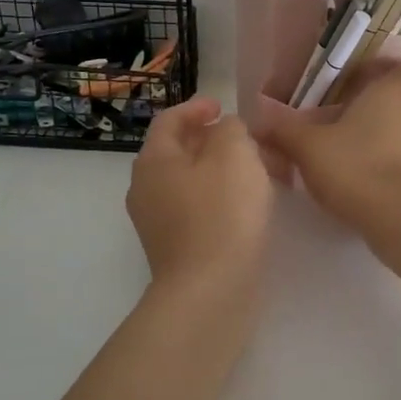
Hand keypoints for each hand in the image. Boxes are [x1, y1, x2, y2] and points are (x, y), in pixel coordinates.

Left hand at [126, 96, 273, 292]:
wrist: (210, 293)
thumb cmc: (222, 214)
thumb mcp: (235, 154)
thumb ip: (232, 129)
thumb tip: (226, 131)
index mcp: (154, 161)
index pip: (169, 121)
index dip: (196, 107)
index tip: (222, 107)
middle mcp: (146, 189)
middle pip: (177, 151)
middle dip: (211, 139)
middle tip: (244, 139)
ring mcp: (157, 223)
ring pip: (189, 182)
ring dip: (218, 170)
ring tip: (253, 171)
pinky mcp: (175, 249)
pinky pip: (196, 209)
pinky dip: (218, 197)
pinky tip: (245, 206)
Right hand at [259, 61, 400, 225]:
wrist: (398, 214)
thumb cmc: (354, 165)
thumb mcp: (307, 146)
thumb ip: (283, 132)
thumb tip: (258, 125)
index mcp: (394, 89)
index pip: (399, 67)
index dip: (381, 73)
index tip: (357, 86)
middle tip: (378, 110)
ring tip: (384, 141)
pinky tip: (391, 169)